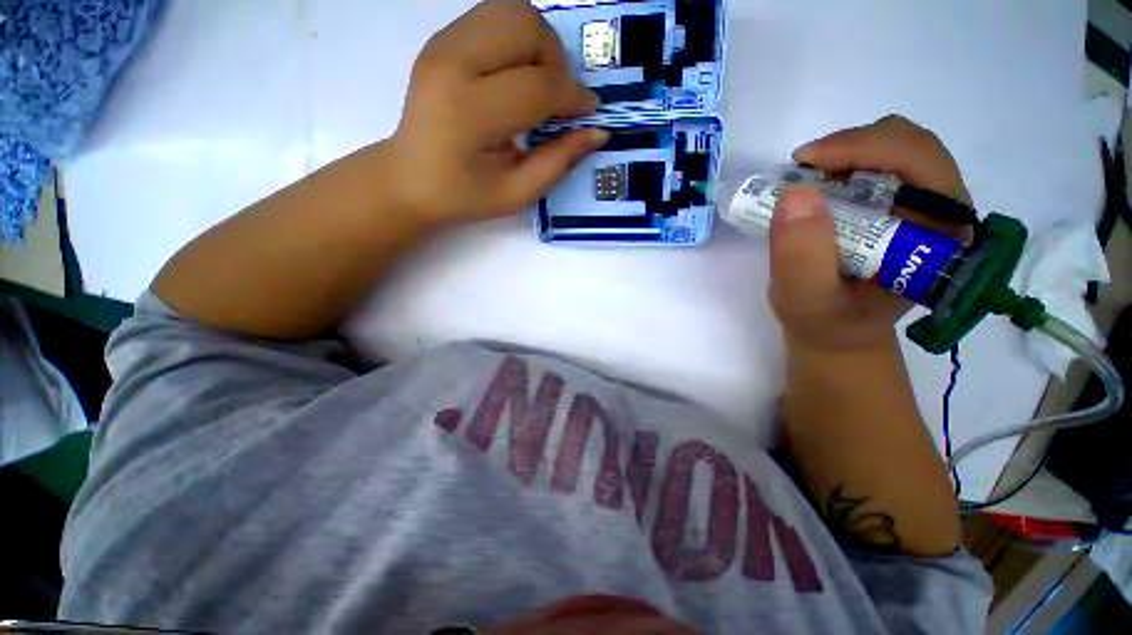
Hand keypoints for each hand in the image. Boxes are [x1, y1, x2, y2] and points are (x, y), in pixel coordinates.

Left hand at [388, 0, 608, 225]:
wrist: (409, 178)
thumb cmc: (464, 195)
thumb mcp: (516, 194)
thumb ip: (558, 163)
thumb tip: (597, 132)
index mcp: (469, 113)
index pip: (538, 86)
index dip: (573, 97)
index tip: (587, 113)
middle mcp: (452, 64)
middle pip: (526, 25)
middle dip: (556, 61)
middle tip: (556, 100)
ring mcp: (442, 44)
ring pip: (511, 11)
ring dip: (538, 45)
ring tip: (537, 86)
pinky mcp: (441, 39)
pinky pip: (494, 17)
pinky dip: (517, 41)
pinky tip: (515, 77)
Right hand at [769, 115, 969, 351]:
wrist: (836, 330)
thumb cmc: (826, 321)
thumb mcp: (806, 300)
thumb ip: (802, 257)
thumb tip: (796, 193)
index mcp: (941, 236)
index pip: (922, 164)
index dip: (865, 148)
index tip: (806, 162)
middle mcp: (944, 211)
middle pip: (911, 145)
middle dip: (852, 146)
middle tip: (802, 169)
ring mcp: (922, 204)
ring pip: (895, 146)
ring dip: (845, 153)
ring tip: (807, 180)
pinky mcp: (900, 204)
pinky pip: (878, 161)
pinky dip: (843, 163)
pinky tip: (818, 186)